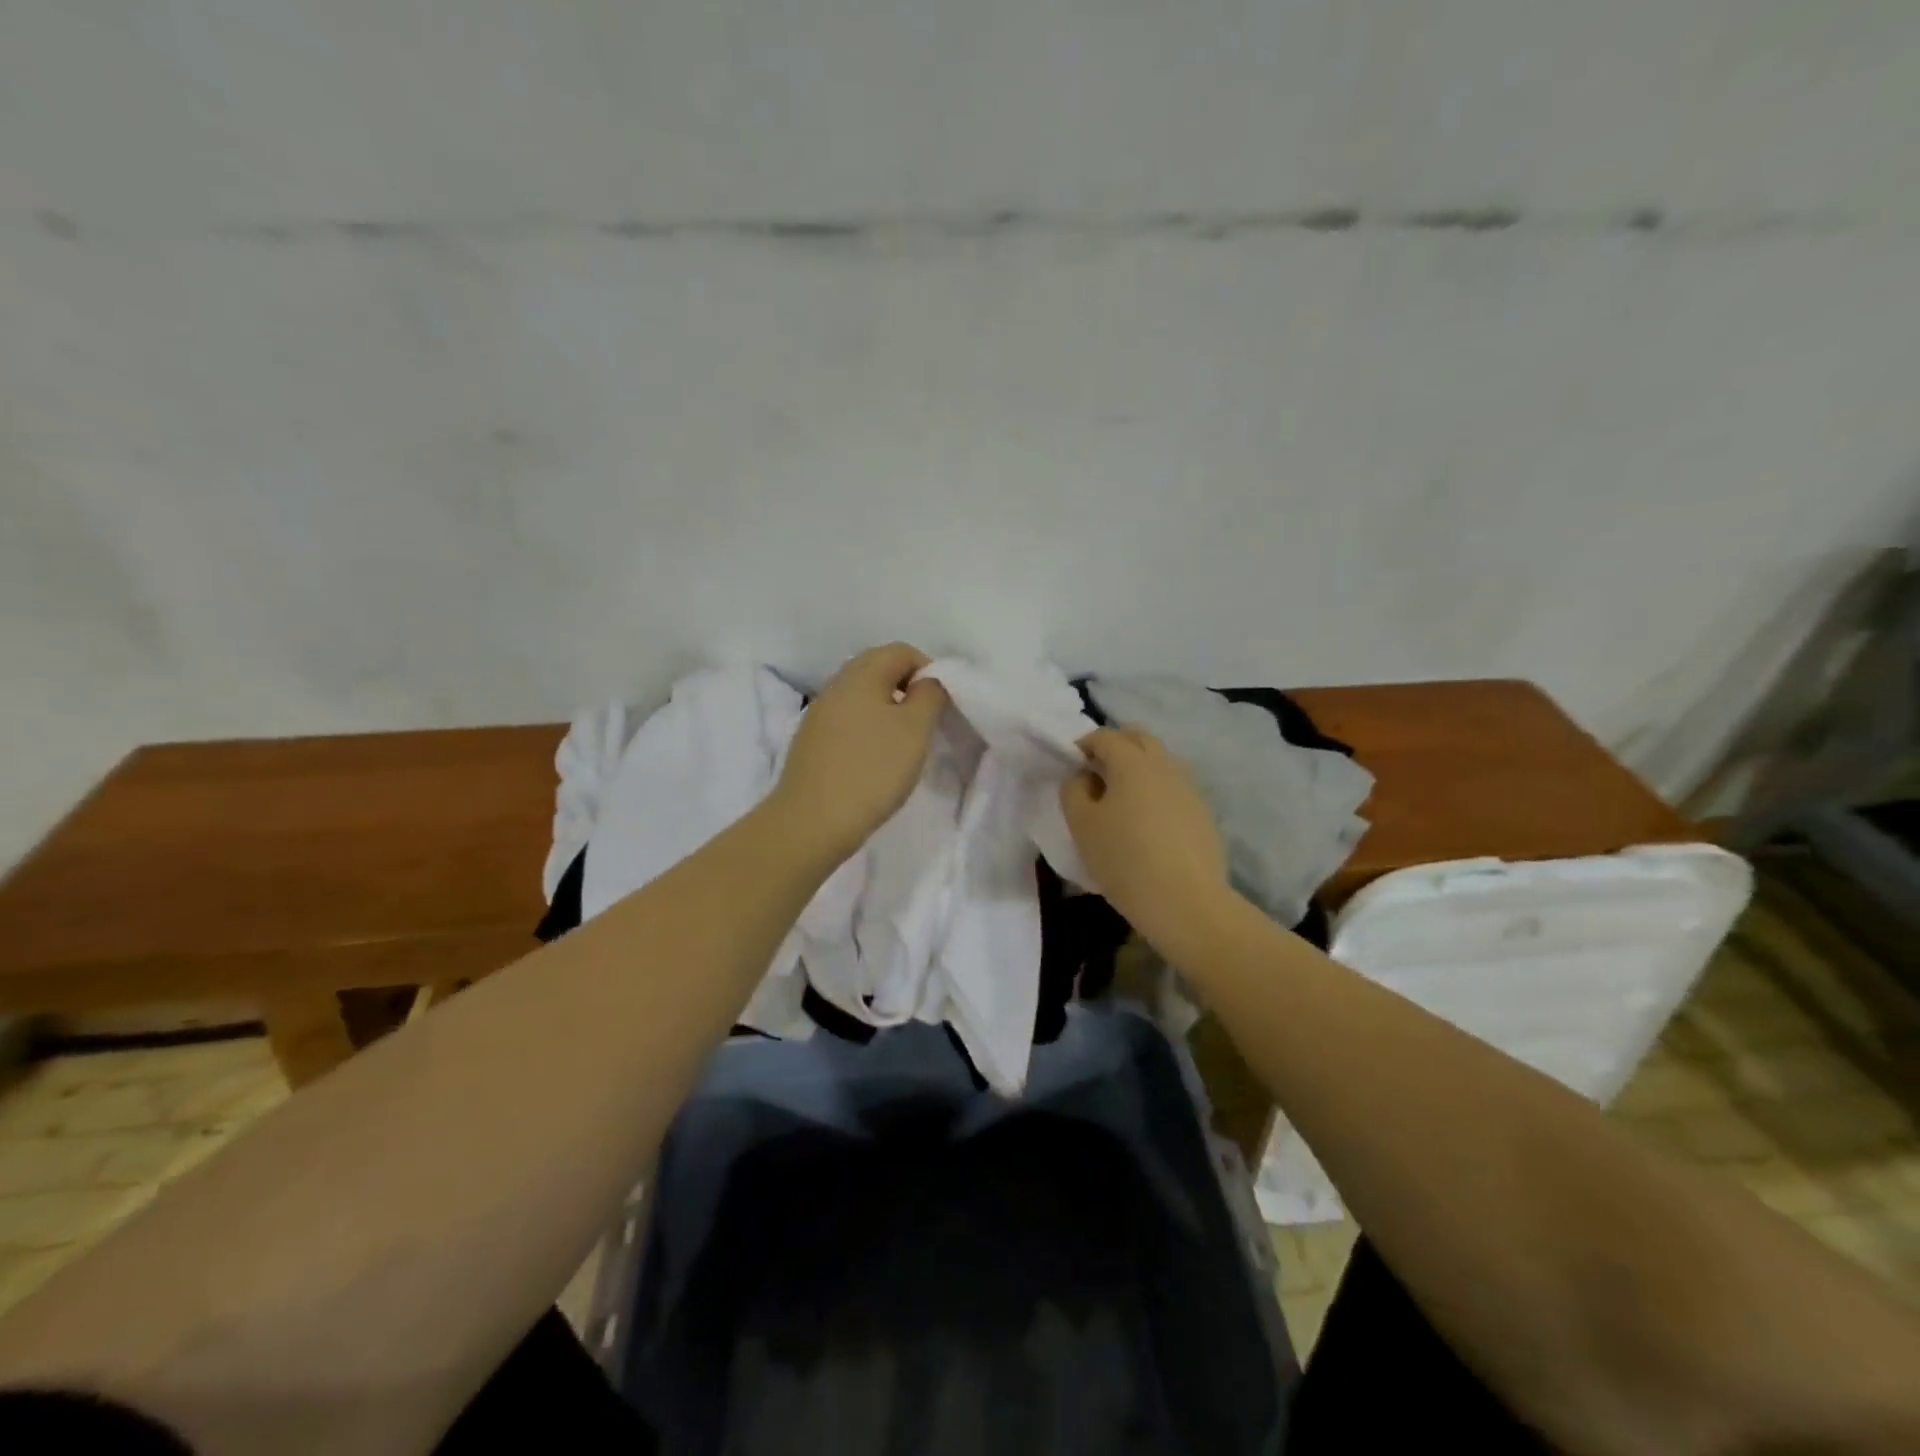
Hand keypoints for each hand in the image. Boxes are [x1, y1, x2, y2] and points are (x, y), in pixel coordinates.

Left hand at [772, 643, 949, 861]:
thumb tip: (928, 681)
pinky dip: (867, 730)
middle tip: (924, 724)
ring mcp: (819, 713)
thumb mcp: (915, 729)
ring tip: (902, 745)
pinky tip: (874, 760)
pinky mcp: (811, 741)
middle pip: (878, 669)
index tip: (939, 705)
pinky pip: (847, 720)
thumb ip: (930, 694)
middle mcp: (835, 685)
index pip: (901, 650)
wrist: (812, 822)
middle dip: (907, 689)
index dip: (928, 670)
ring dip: (887, 711)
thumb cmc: (872, 770)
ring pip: (862, 696)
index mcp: (860, 674)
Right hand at [1060, 727, 1230, 948]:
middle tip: (1096, 773)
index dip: (1084, 745)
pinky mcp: (1202, 812)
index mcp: (1132, 762)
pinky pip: (1174, 787)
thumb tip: (1083, 777)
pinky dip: (1156, 790)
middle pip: (1139, 738)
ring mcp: (1189, 788)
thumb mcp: (1081, 825)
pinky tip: (1146, 821)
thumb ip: (1073, 791)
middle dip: (1116, 746)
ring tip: (1121, 799)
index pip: (1105, 736)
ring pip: (1160, 761)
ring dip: (1138, 767)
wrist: (1185, 902)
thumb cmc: (1124, 859)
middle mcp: (1164, 765)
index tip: (1072, 765)